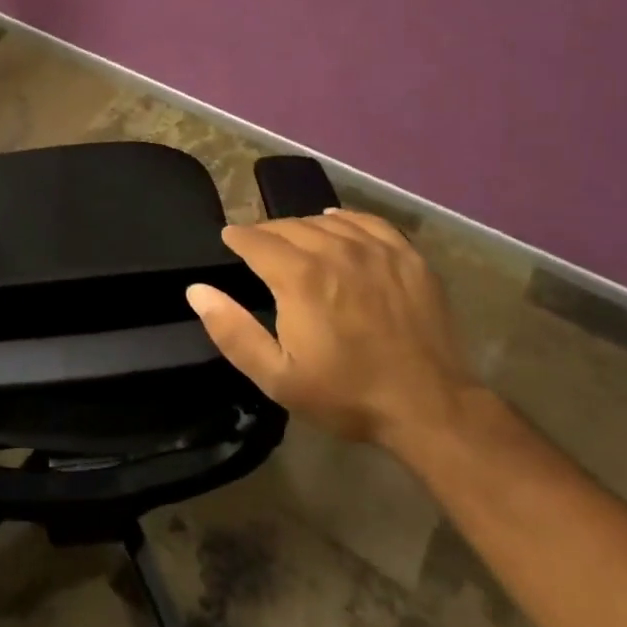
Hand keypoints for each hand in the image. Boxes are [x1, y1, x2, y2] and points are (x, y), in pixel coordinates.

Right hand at [185, 209, 476, 453]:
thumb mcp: (277, 376)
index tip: (229, 240)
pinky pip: (367, 222)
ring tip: (293, 240)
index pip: (256, 240)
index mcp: (299, 277)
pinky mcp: (406, 256)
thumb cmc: (346, 394)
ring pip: (325, 221)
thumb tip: (197, 290)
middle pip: (289, 225)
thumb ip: (232, 331)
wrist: (429, 406)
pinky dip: (344, 219)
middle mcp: (335, 250)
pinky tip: (337, 224)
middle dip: (267, 233)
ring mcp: (375, 249)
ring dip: (302, 227)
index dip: (237, 237)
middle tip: (258, 247)